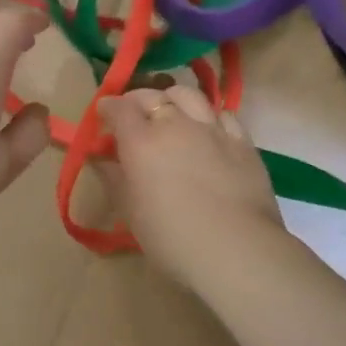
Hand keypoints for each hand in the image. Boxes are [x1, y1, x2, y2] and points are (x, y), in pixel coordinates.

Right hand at [97, 83, 285, 287]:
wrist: (236, 249)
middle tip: (132, 114)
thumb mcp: (131, 212)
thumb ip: (115, 179)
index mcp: (142, 141)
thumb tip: (102, 159)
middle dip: (137, 100)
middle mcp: (176, 125)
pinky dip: (208, 115)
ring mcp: (212, 129)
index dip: (108, 107)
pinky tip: (208, 129)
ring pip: (189, 95)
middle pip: (153, 96)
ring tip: (171, 112)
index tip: (104, 113)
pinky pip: (223, 114)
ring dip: (173, 99)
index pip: (119, 108)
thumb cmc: (172, 238)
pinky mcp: (242, 141)